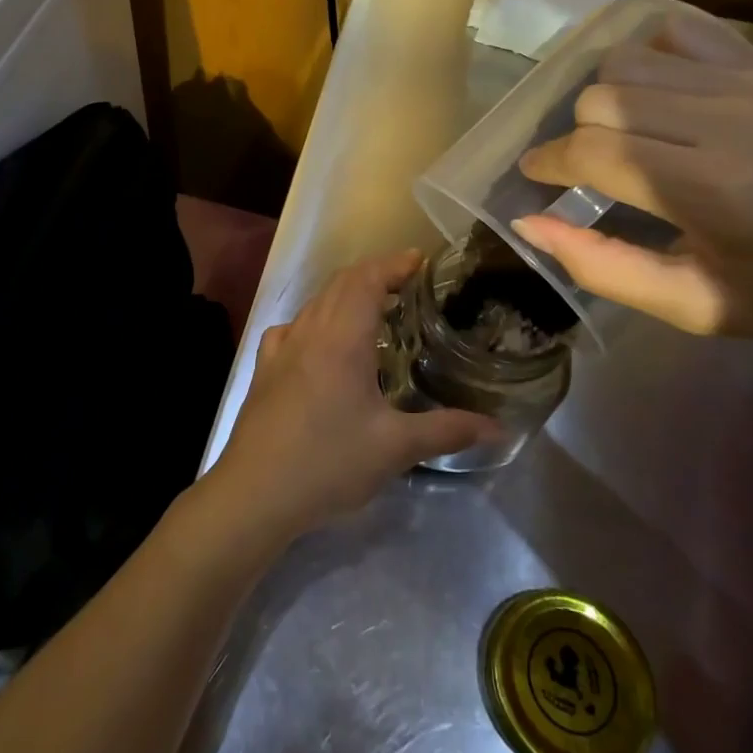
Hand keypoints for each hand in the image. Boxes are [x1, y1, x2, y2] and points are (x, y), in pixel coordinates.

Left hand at [205, 250, 495, 544]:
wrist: (254, 492)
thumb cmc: (329, 462)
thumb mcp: (395, 448)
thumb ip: (447, 431)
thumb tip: (498, 428)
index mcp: (342, 337)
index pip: (367, 279)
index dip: (394, 263)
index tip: (420, 260)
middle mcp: (310, 331)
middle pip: (341, 283)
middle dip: (374, 274)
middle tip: (406, 284)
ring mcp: (281, 348)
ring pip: (316, 302)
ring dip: (345, 294)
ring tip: (374, 310)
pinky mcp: (264, 368)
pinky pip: (293, 326)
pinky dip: (316, 319)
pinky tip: (322, 343)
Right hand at [511, 9, 752, 360]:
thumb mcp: (695, 307)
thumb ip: (601, 266)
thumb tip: (528, 224)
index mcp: (710, 190)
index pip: (589, 151)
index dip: (547, 164)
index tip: (535, 180)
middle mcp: (726, 120)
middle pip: (600, 98)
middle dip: (574, 136)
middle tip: (584, 171)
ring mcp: (751, 83)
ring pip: (627, 61)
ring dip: (604, 98)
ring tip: (618, 135)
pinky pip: (678, 33)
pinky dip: (648, 56)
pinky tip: (655, 93)